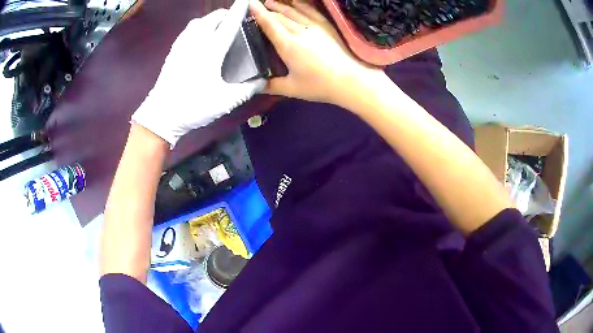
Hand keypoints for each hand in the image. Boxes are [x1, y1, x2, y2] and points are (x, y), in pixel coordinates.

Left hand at [132, 0, 265, 145]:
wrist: (162, 115)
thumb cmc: (194, 106)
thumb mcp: (225, 101)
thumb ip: (247, 89)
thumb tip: (263, 81)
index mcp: (211, 51)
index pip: (229, 24)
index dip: (239, 11)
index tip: (247, 1)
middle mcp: (196, 43)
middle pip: (212, 18)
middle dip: (225, 14)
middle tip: (233, 19)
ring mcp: (182, 46)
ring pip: (197, 22)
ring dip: (209, 19)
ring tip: (217, 26)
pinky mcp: (172, 53)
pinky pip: (186, 31)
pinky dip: (196, 27)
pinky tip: (198, 37)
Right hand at [250, 0, 381, 105]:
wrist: (351, 80)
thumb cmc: (320, 86)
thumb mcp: (292, 89)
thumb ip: (271, 86)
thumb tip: (255, 85)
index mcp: (288, 45)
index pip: (269, 24)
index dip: (258, 13)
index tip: (249, 4)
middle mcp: (300, 31)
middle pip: (280, 16)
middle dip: (267, 10)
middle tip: (257, 6)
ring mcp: (315, 27)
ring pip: (294, 11)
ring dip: (281, 5)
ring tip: (271, 1)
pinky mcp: (326, 26)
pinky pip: (311, 11)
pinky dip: (301, 4)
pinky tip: (296, 2)